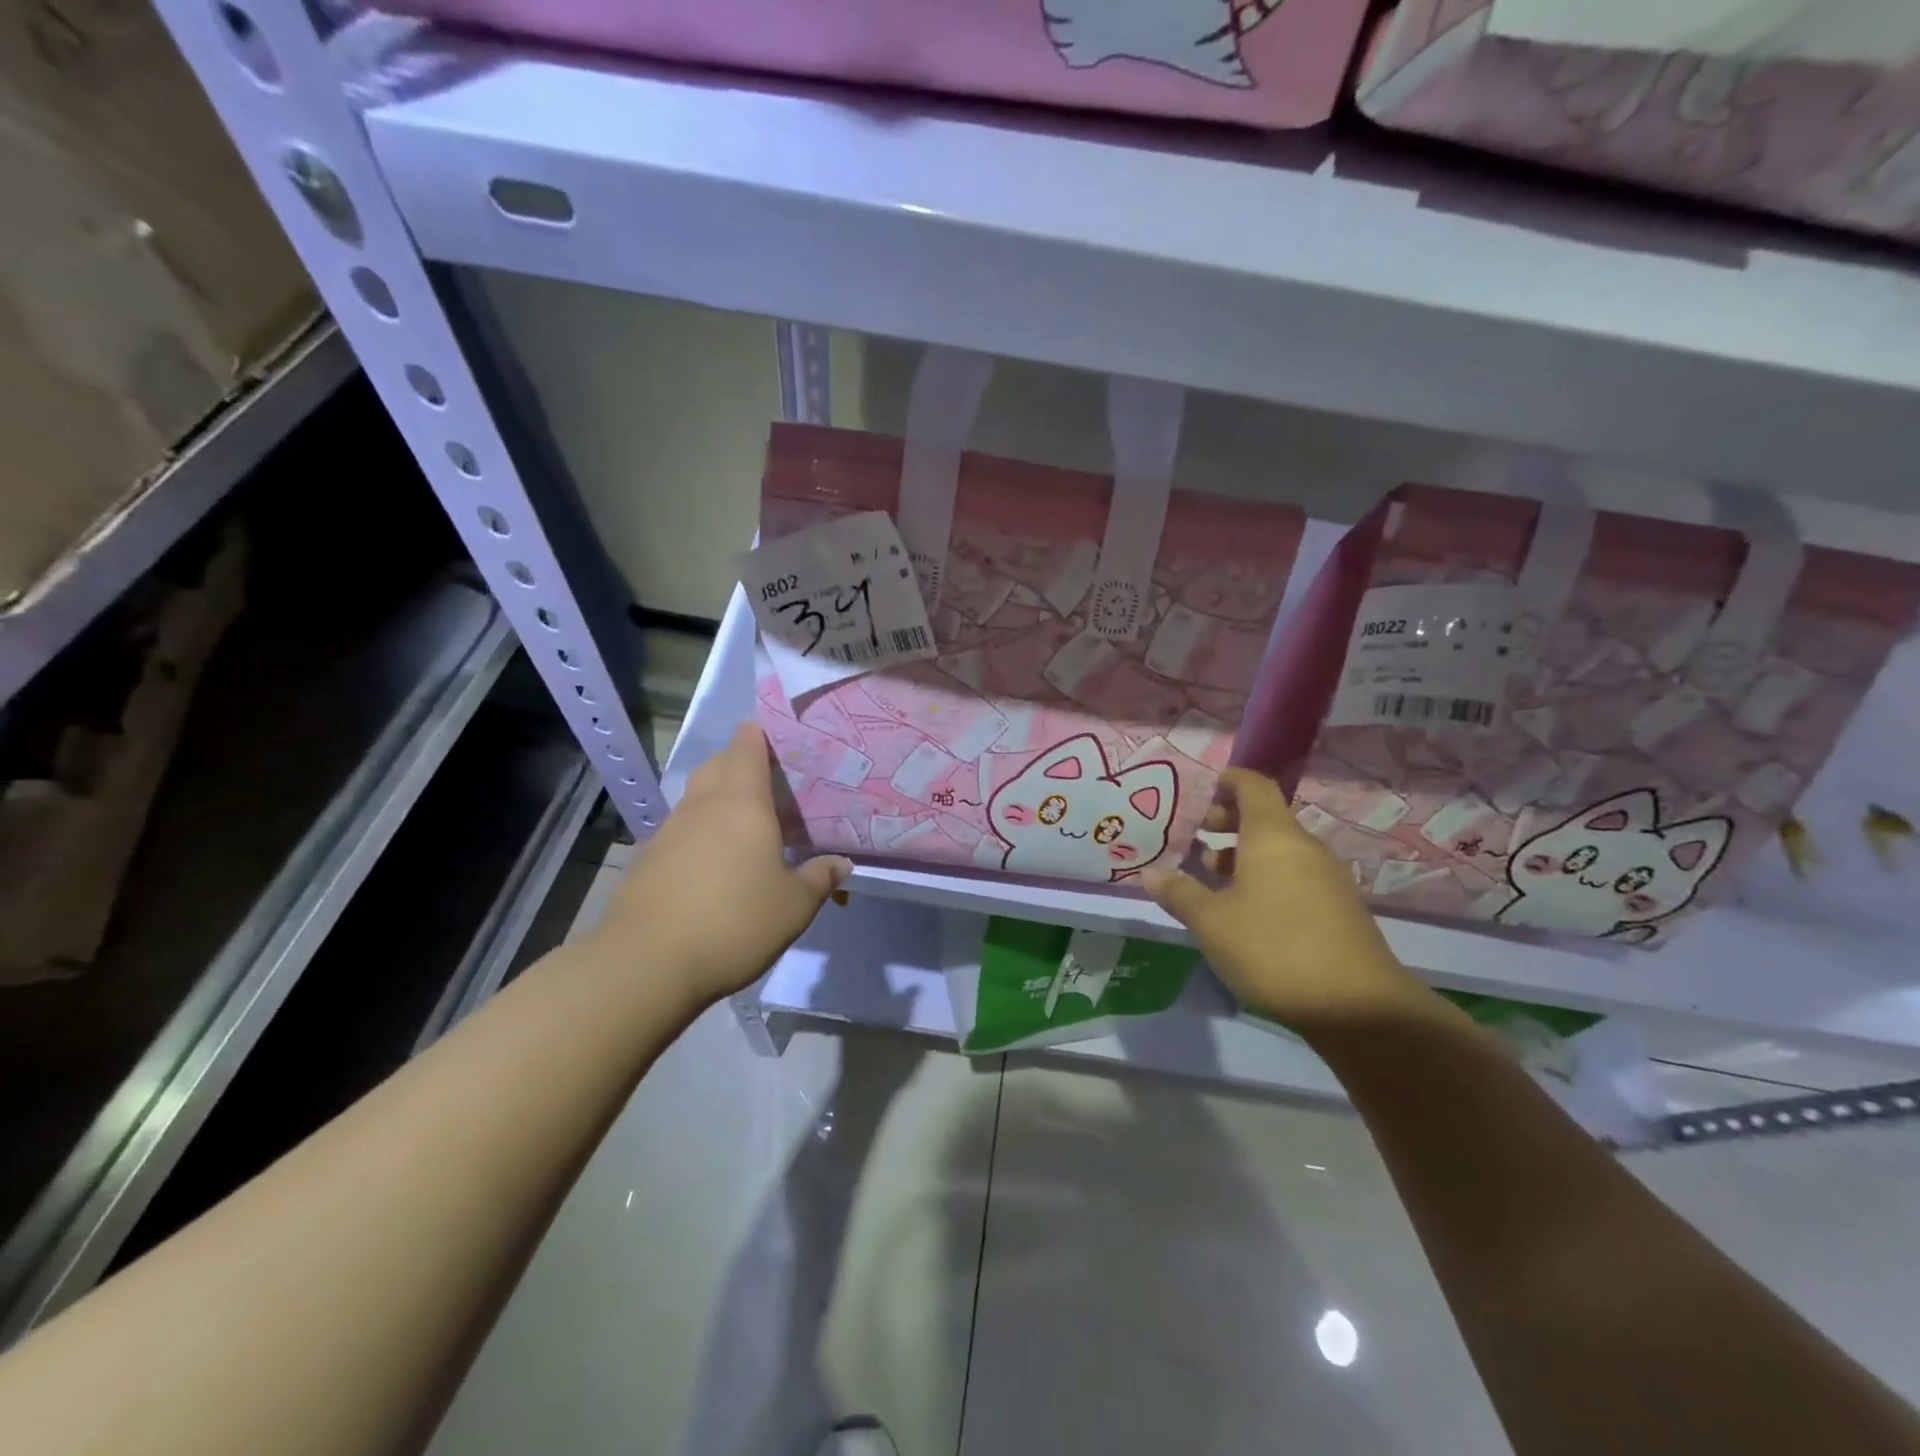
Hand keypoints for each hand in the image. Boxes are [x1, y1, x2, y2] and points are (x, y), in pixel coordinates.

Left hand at [596, 723, 850, 1006]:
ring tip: (746, 820)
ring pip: (697, 796)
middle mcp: (703, 806)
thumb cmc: (734, 923)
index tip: (778, 732)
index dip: (760, 732)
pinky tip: (714, 859)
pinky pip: (682, 827)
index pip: (747, 747)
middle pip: (719, 765)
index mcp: (742, 804)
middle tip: (771, 778)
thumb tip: (841, 863)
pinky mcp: (648, 858)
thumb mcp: (794, 907)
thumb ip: (819, 879)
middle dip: (741, 761)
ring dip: (719, 795)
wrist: (646, 963)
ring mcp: (670, 830)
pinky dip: (700, 829)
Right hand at [1142, 769, 1433, 1035]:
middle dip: (1228, 822)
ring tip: (1211, 878)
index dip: (1229, 780)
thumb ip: (1179, 893)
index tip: (1203, 788)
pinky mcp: (1338, 907)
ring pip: (1278, 850)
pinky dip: (1265, 877)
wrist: (1358, 1007)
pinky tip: (1244, 909)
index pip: (1253, 786)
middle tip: (1196, 837)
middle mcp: (1304, 847)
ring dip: (1243, 855)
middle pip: (1265, 817)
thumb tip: (1150, 874)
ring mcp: (1327, 877)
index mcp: (1273, 836)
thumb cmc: (1273, 948)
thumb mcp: (1211, 923)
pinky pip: (1294, 874)